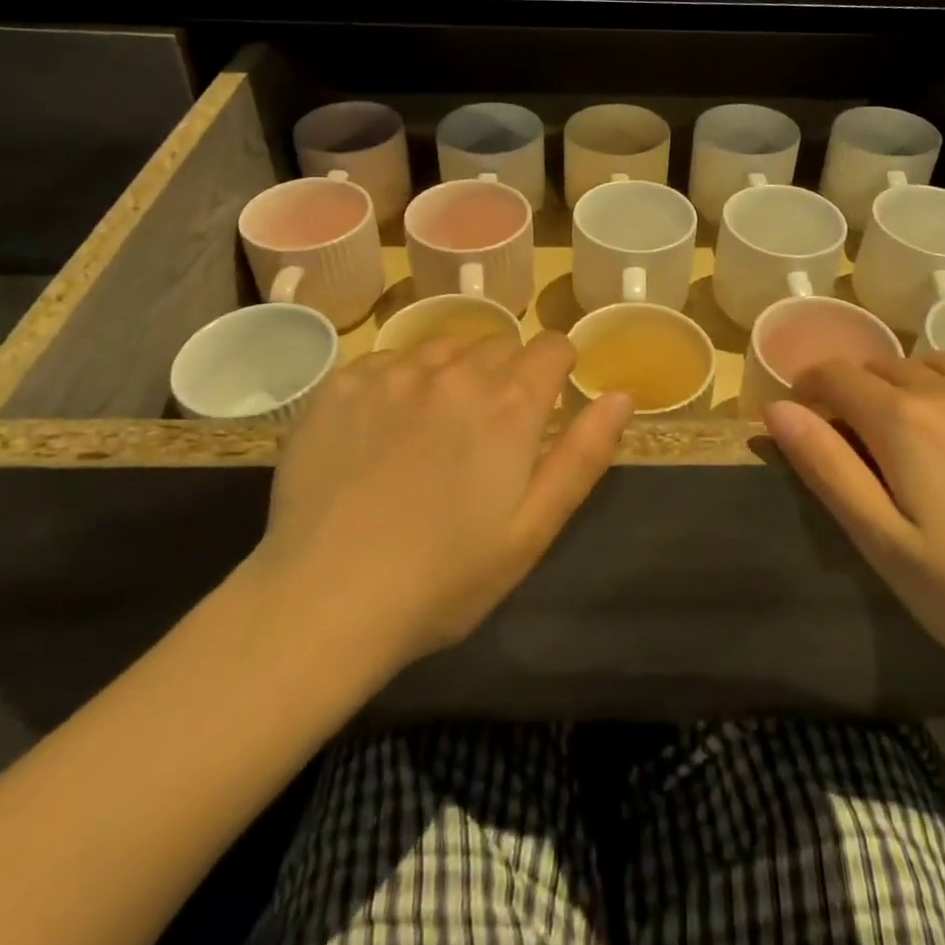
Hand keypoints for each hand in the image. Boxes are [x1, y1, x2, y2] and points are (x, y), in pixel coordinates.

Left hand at [250, 332, 632, 672]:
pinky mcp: (340, 384)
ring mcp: (391, 372)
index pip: (551, 346)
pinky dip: (398, 384)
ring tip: (433, 429)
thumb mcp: (532, 530)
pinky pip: (386, 362)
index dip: (558, 368)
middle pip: (497, 345)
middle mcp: (453, 371)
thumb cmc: (443, 578)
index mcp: (509, 404)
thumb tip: (620, 396)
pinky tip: (381, 432)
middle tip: (487, 432)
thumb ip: (583, 456)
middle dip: (505, 375)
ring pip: (442, 347)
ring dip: (452, 374)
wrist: (324, 600)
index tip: (547, 399)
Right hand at [763, 354, 944, 696]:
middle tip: (873, 446)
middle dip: (864, 393)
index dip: (811, 388)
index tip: (809, 415)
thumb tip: (776, 408)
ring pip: (942, 366)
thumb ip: (826, 467)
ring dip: (919, 389)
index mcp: (906, 420)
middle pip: (887, 367)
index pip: (836, 374)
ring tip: (931, 441)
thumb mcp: (884, 543)